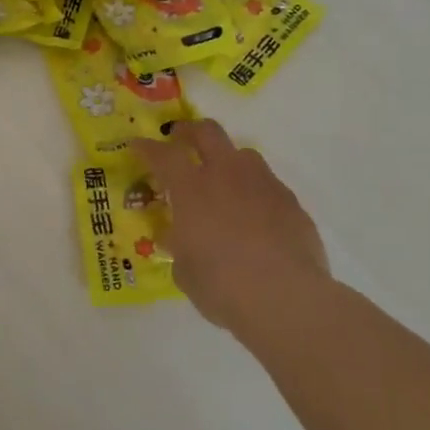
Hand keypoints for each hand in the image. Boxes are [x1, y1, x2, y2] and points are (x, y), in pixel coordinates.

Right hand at [131, 120, 329, 328]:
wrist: (286, 298)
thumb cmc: (222, 285)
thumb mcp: (184, 269)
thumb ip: (178, 245)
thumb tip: (176, 237)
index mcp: (192, 190)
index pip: (164, 154)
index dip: (147, 148)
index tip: (137, 146)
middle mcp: (227, 176)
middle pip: (207, 132)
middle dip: (189, 131)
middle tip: (179, 139)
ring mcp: (263, 186)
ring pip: (243, 154)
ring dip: (227, 160)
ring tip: (221, 182)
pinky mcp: (292, 203)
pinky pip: (268, 185)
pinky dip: (254, 191)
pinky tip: (254, 217)